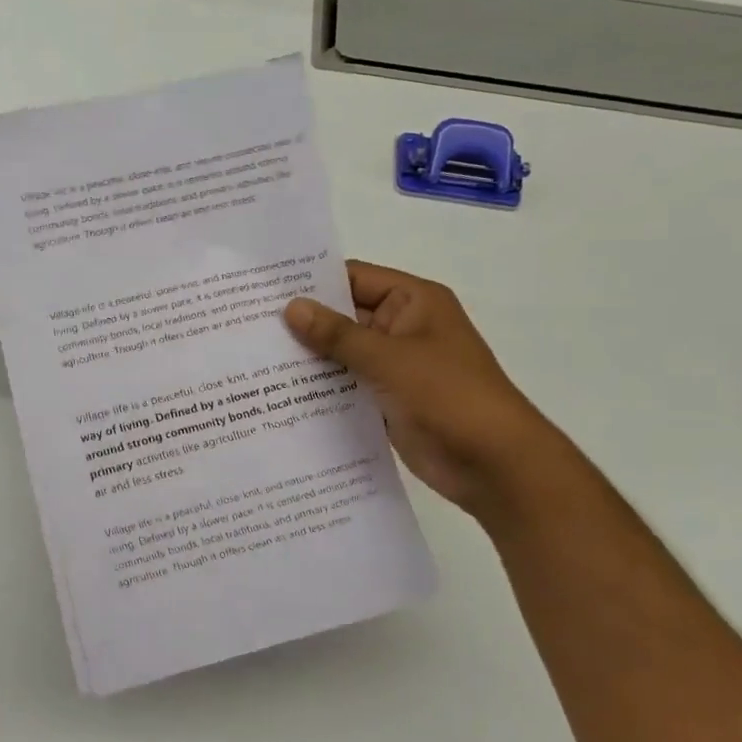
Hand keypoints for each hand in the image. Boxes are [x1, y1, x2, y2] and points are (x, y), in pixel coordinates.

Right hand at [283, 262, 562, 513]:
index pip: (353, 278)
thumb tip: (291, 307)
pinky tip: (281, 393)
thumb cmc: (447, 395)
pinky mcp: (388, 400)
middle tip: (248, 325)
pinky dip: (322, 388)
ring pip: (343, 354)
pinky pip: (348, 385)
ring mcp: (395, 366)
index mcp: (413, 302)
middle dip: (304, 322)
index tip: (264, 289)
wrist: (493, 463)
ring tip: (255, 358)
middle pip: (344, 316)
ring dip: (309, 358)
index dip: (312, 282)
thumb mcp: (388, 358)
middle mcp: (403, 327)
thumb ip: (337, 334)